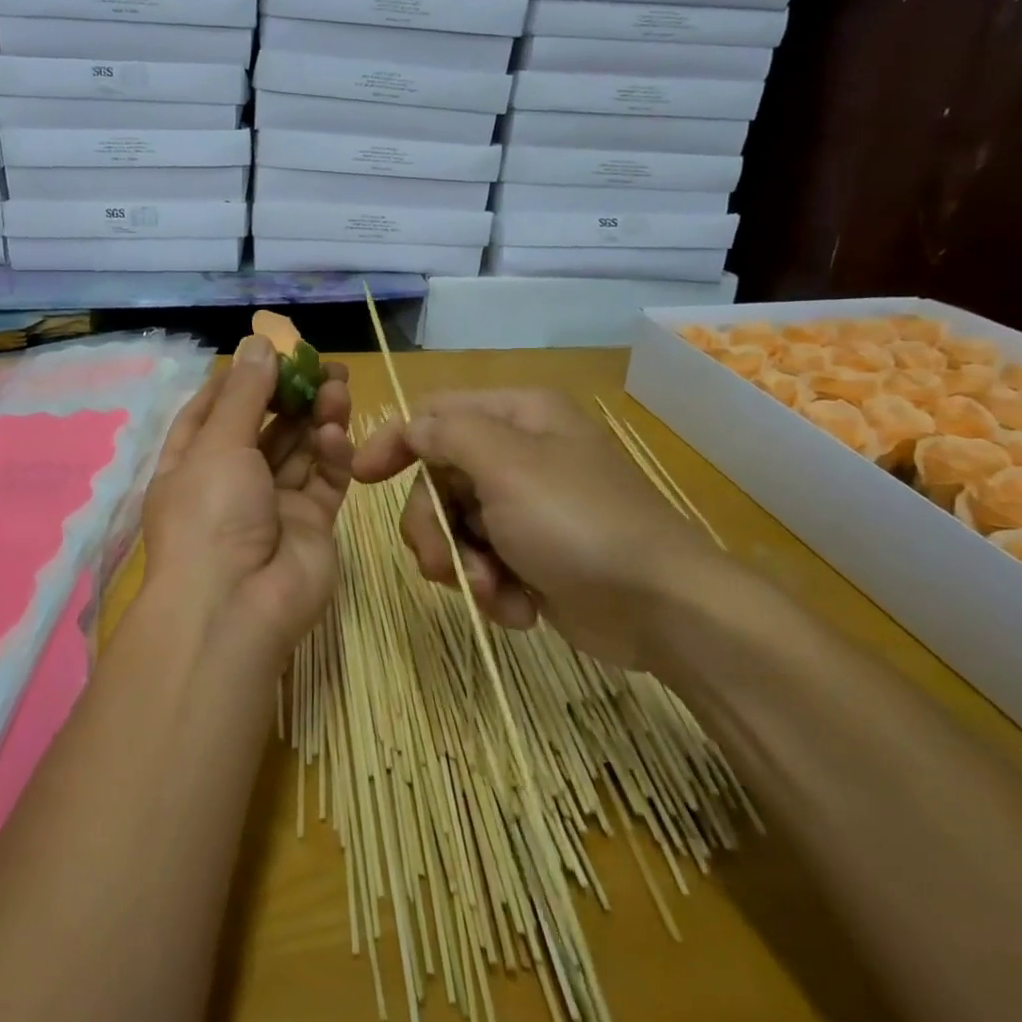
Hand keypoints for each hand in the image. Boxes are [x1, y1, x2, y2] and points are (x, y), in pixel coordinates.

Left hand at [141, 336, 352, 665]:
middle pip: (264, 427)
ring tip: (339, 384)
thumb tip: (257, 342)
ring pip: (299, 450)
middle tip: (323, 364)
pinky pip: (323, 480)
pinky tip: (334, 433)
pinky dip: (330, 454)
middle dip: (290, 394)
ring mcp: (273, 505)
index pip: (212, 412)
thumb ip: (245, 394)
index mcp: (192, 464)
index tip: (267, 352)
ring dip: (316, 417)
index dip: (239, 381)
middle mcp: (231, 483)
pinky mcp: (311, 524)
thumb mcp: (219, 444)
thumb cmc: (210, 513)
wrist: (237, 607)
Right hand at [352, 389, 719, 668]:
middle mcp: (518, 454)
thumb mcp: (506, 465)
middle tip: (444, 564)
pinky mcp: (530, 555)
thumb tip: (412, 427)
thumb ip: (448, 435)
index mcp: (517, 417)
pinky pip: (481, 562)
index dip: (395, 442)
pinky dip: (491, 587)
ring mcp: (524, 507)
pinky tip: (519, 607)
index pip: (434, 414)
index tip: (361, 479)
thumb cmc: (577, 523)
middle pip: (436, 479)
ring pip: (453, 527)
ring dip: (462, 565)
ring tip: (493, 591)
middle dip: (434, 527)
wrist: (659, 607)